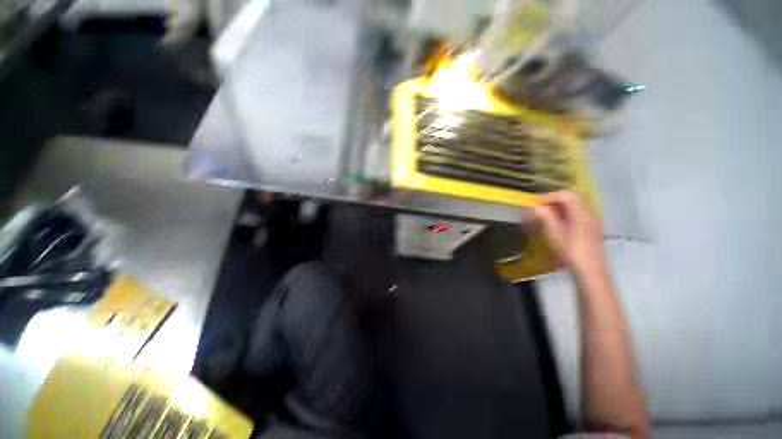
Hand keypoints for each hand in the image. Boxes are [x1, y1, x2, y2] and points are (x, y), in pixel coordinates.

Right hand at [532, 191, 606, 278]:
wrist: (589, 270)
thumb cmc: (570, 251)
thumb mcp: (554, 233)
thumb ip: (546, 217)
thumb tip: (537, 207)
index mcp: (581, 213)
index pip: (566, 195)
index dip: (550, 197)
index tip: (537, 204)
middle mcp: (589, 214)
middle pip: (573, 198)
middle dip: (555, 200)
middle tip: (540, 208)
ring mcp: (591, 221)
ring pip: (575, 206)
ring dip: (559, 207)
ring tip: (545, 216)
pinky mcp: (591, 229)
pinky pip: (577, 214)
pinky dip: (565, 214)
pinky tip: (557, 223)